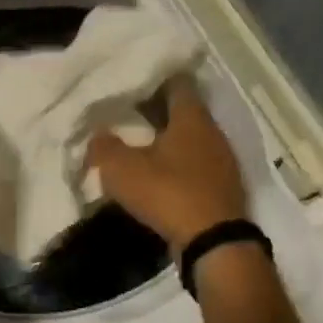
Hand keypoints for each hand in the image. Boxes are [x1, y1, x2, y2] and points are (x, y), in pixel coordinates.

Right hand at [88, 78, 247, 255]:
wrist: (214, 242)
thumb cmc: (168, 193)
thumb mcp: (122, 170)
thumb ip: (104, 147)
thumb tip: (97, 135)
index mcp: (191, 117)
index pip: (176, 83)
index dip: (154, 79)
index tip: (132, 83)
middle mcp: (213, 132)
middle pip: (184, 112)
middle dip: (158, 112)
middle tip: (128, 115)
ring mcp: (223, 161)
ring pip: (191, 141)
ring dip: (170, 142)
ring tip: (141, 148)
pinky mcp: (224, 188)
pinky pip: (198, 167)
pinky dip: (180, 168)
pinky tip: (161, 179)